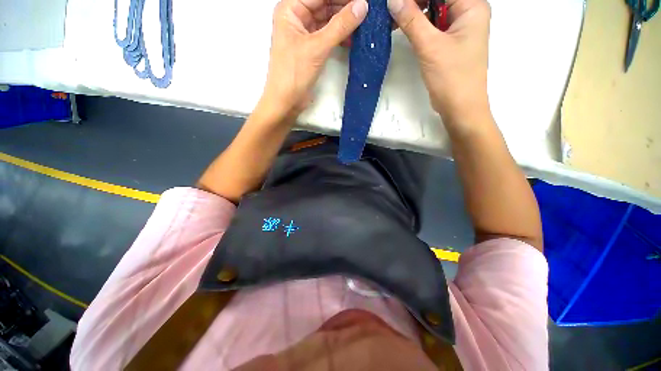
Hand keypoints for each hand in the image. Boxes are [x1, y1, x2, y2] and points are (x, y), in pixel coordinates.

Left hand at [260, 0, 368, 118]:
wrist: (286, 101)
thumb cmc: (294, 74)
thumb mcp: (317, 47)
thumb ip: (340, 26)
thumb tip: (361, 6)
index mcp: (291, 10)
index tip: (362, 0)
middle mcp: (297, 18)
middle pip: (324, 4)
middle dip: (344, 7)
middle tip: (365, 10)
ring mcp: (304, 34)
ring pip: (328, 20)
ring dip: (344, 23)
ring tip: (363, 23)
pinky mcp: (311, 49)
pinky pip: (328, 36)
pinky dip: (340, 37)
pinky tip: (353, 38)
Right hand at [388, 0, 490, 125]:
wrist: (460, 108)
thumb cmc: (452, 77)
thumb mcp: (430, 47)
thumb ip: (411, 20)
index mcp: (472, 6)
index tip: (396, 3)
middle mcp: (467, 13)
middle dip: (415, 3)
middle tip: (393, 10)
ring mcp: (459, 28)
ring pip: (434, 11)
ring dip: (414, 13)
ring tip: (394, 20)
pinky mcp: (450, 42)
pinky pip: (433, 26)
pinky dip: (418, 26)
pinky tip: (404, 28)